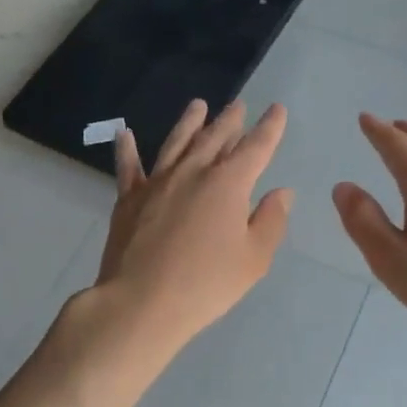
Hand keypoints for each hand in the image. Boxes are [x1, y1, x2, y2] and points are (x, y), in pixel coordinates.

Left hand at [93, 99, 293, 358]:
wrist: (141, 302)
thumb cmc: (206, 284)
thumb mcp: (253, 259)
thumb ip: (270, 221)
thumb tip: (281, 192)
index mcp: (228, 184)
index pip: (256, 148)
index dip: (269, 128)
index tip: (277, 110)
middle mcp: (192, 172)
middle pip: (215, 138)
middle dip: (230, 120)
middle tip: (238, 105)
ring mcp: (157, 183)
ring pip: (176, 143)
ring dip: (189, 123)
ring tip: (198, 105)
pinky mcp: (129, 199)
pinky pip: (129, 167)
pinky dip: (127, 149)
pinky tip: (125, 134)